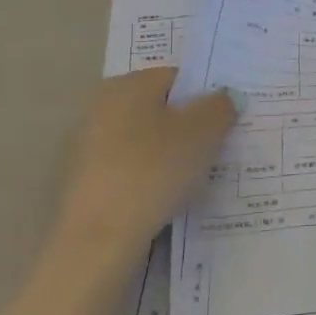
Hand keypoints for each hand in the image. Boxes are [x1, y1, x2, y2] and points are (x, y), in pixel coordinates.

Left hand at [57, 68, 236, 253]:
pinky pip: (133, 166)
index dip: (207, 95)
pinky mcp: (87, 179)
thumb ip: (220, 107)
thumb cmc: (155, 170)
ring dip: (172, 151)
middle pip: (161, 108)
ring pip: (147, 139)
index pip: (178, 77)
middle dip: (190, 124)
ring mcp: (90, 144)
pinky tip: (169, 195)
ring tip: (198, 175)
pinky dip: (152, 174)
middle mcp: (103, 106)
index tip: (227, 120)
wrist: (100, 237)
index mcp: (129, 85)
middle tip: (218, 146)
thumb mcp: (203, 133)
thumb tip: (224, 97)